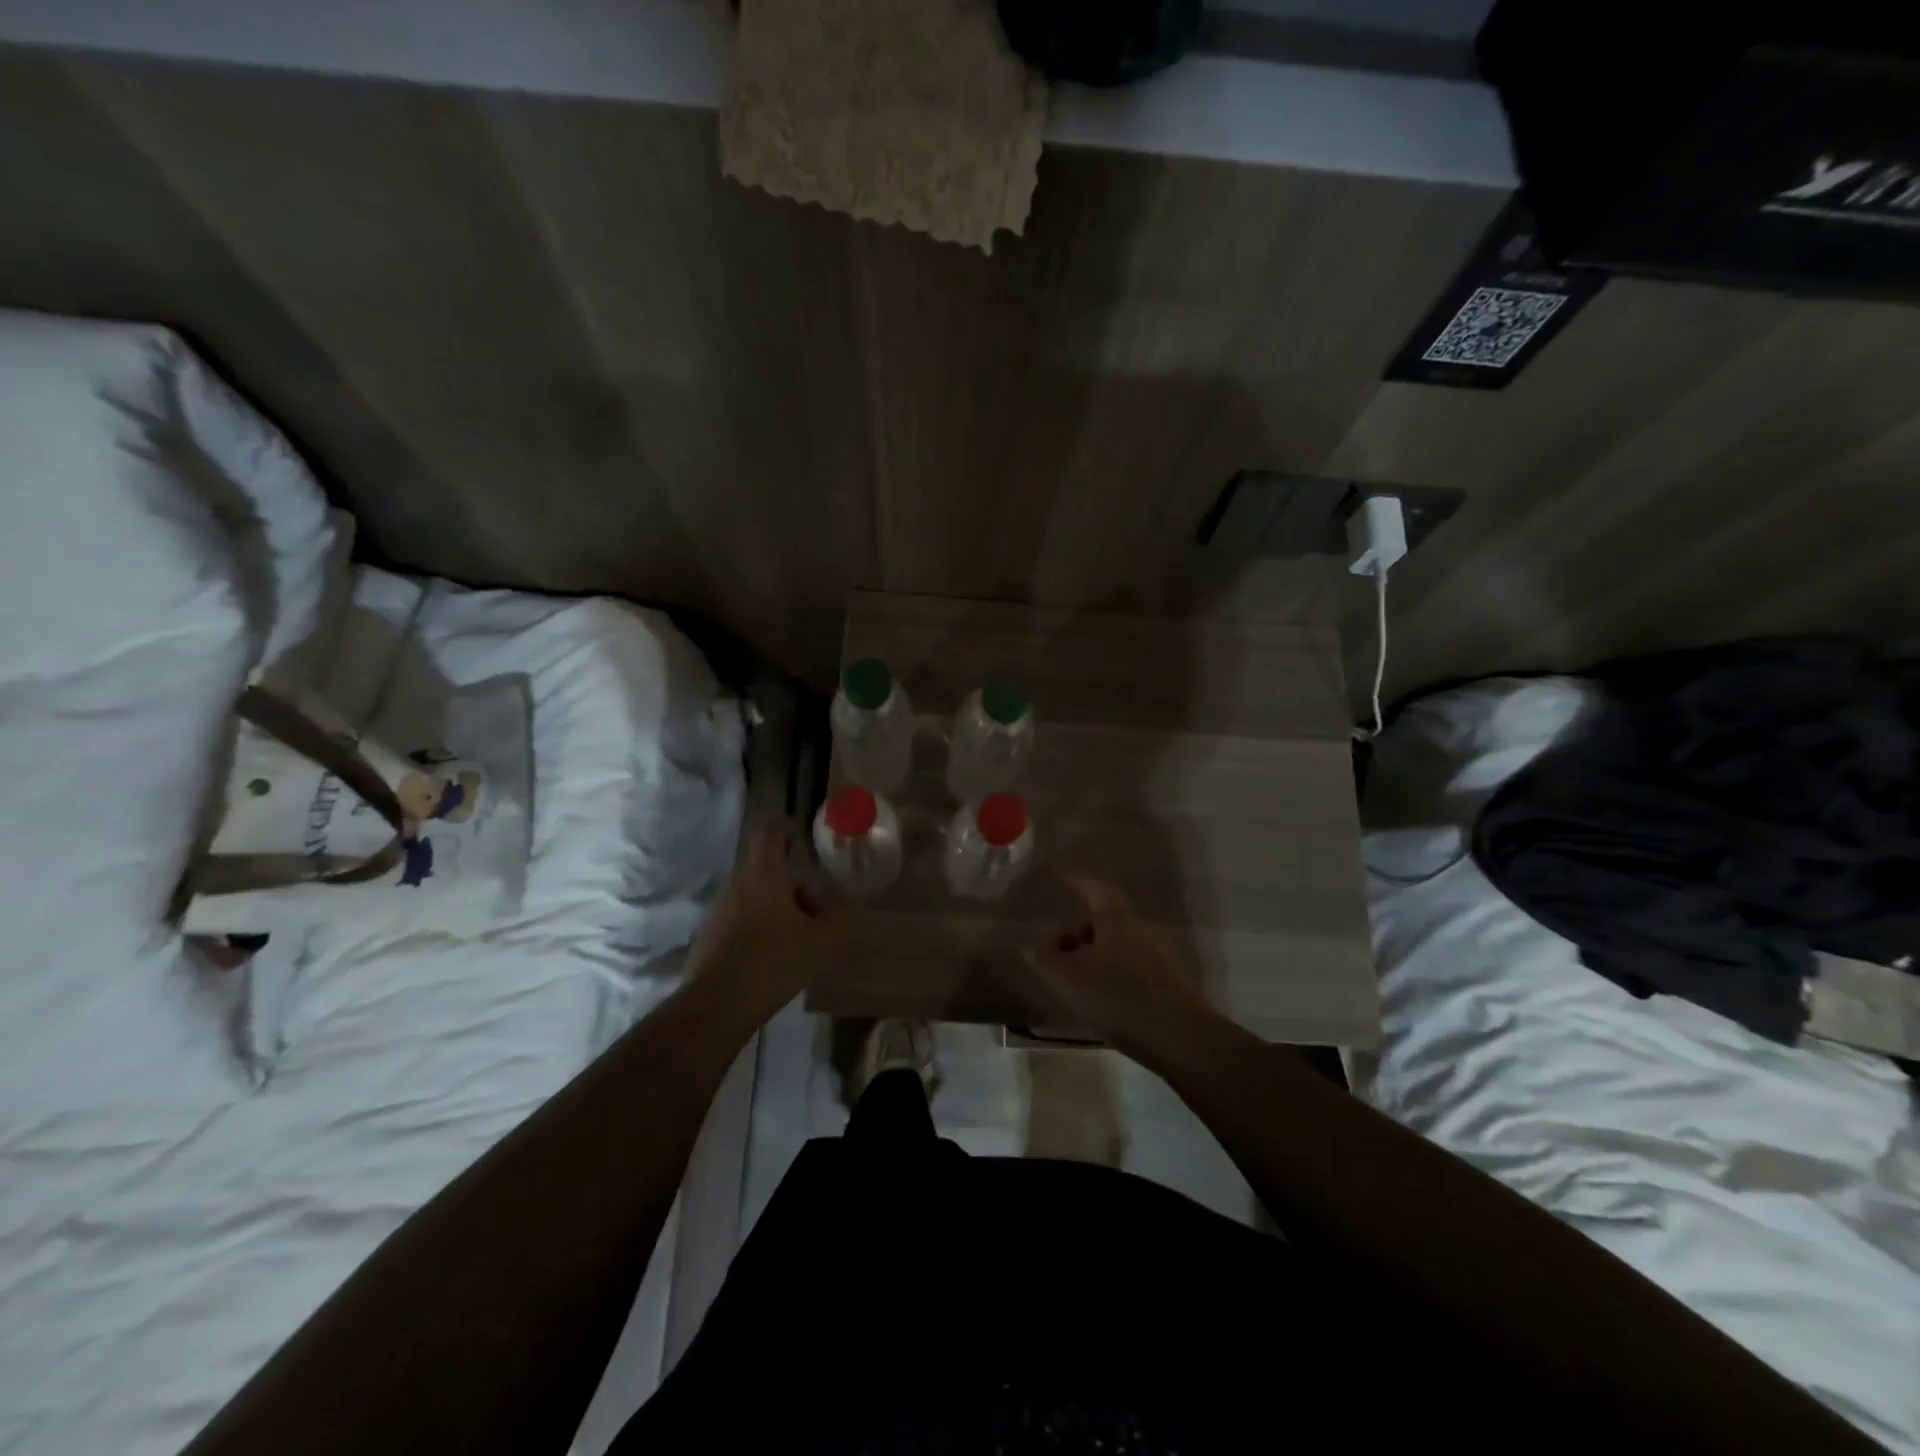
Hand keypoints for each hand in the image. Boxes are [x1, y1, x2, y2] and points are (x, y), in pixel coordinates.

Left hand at [689, 824, 854, 1012]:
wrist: (717, 1007)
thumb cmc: (774, 962)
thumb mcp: (822, 940)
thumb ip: (840, 915)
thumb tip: (847, 897)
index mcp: (763, 874)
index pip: (771, 832)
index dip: (788, 830)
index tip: (805, 842)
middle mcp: (737, 884)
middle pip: (767, 869)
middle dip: (794, 884)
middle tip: (818, 909)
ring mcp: (718, 910)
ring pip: (754, 896)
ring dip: (777, 908)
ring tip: (800, 938)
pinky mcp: (709, 937)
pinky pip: (740, 920)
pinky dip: (759, 928)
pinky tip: (774, 958)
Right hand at [1025, 875, 1209, 1057]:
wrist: (1180, 1037)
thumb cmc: (1118, 998)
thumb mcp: (1069, 979)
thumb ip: (1045, 959)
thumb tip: (1030, 943)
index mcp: (1116, 919)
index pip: (1094, 888)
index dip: (1076, 881)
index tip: (1061, 877)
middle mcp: (1140, 929)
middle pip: (1107, 918)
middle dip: (1082, 929)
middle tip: (1060, 948)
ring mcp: (1159, 954)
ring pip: (1120, 943)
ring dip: (1096, 953)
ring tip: (1077, 979)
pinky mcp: (1169, 980)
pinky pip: (1133, 964)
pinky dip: (1114, 971)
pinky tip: (1104, 997)